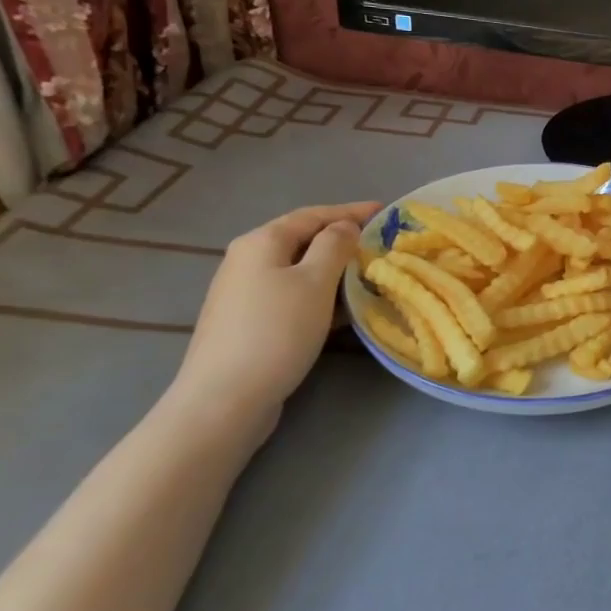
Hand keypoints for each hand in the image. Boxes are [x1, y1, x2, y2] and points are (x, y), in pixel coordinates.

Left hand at [171, 203, 381, 432]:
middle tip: (378, 244)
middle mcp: (246, 260)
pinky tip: (340, 309)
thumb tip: (344, 227)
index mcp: (261, 242)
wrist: (225, 399)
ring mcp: (243, 293)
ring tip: (367, 275)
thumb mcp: (315, 282)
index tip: (386, 211)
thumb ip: (335, 246)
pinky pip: (291, 294)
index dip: (351, 211)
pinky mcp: (247, 322)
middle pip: (302, 240)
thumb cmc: (277, 332)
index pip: (313, 215)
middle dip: (341, 239)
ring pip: (297, 269)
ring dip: (333, 270)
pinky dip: (319, 294)